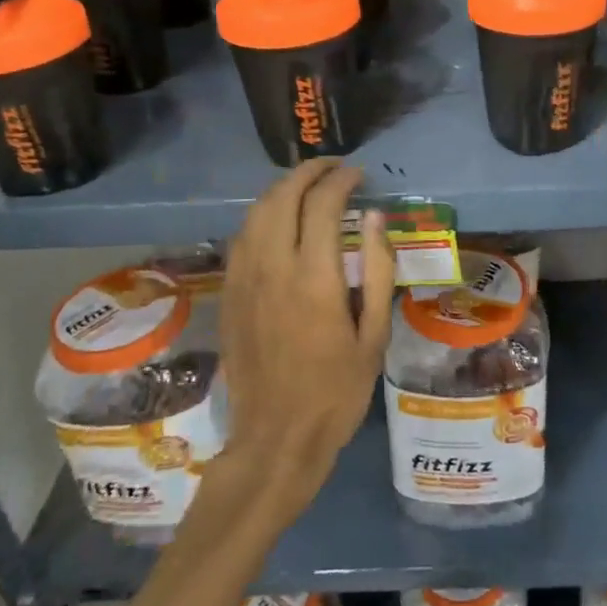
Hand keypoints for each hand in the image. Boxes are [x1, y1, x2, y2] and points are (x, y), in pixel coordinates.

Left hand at [217, 159, 394, 523]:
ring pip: (256, 212)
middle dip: (308, 172)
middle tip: (333, 168)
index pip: (323, 205)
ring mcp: (244, 280)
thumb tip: (374, 218)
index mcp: (314, 278)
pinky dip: (261, 214)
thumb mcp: (374, 335)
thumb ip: (376, 270)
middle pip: (283, 197)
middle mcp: (273, 268)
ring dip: (282, 188)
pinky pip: (242, 237)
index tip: (359, 174)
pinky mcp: (230, 294)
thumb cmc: (337, 391)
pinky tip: (277, 219)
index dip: (341, 180)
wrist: (276, 438)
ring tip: (307, 184)